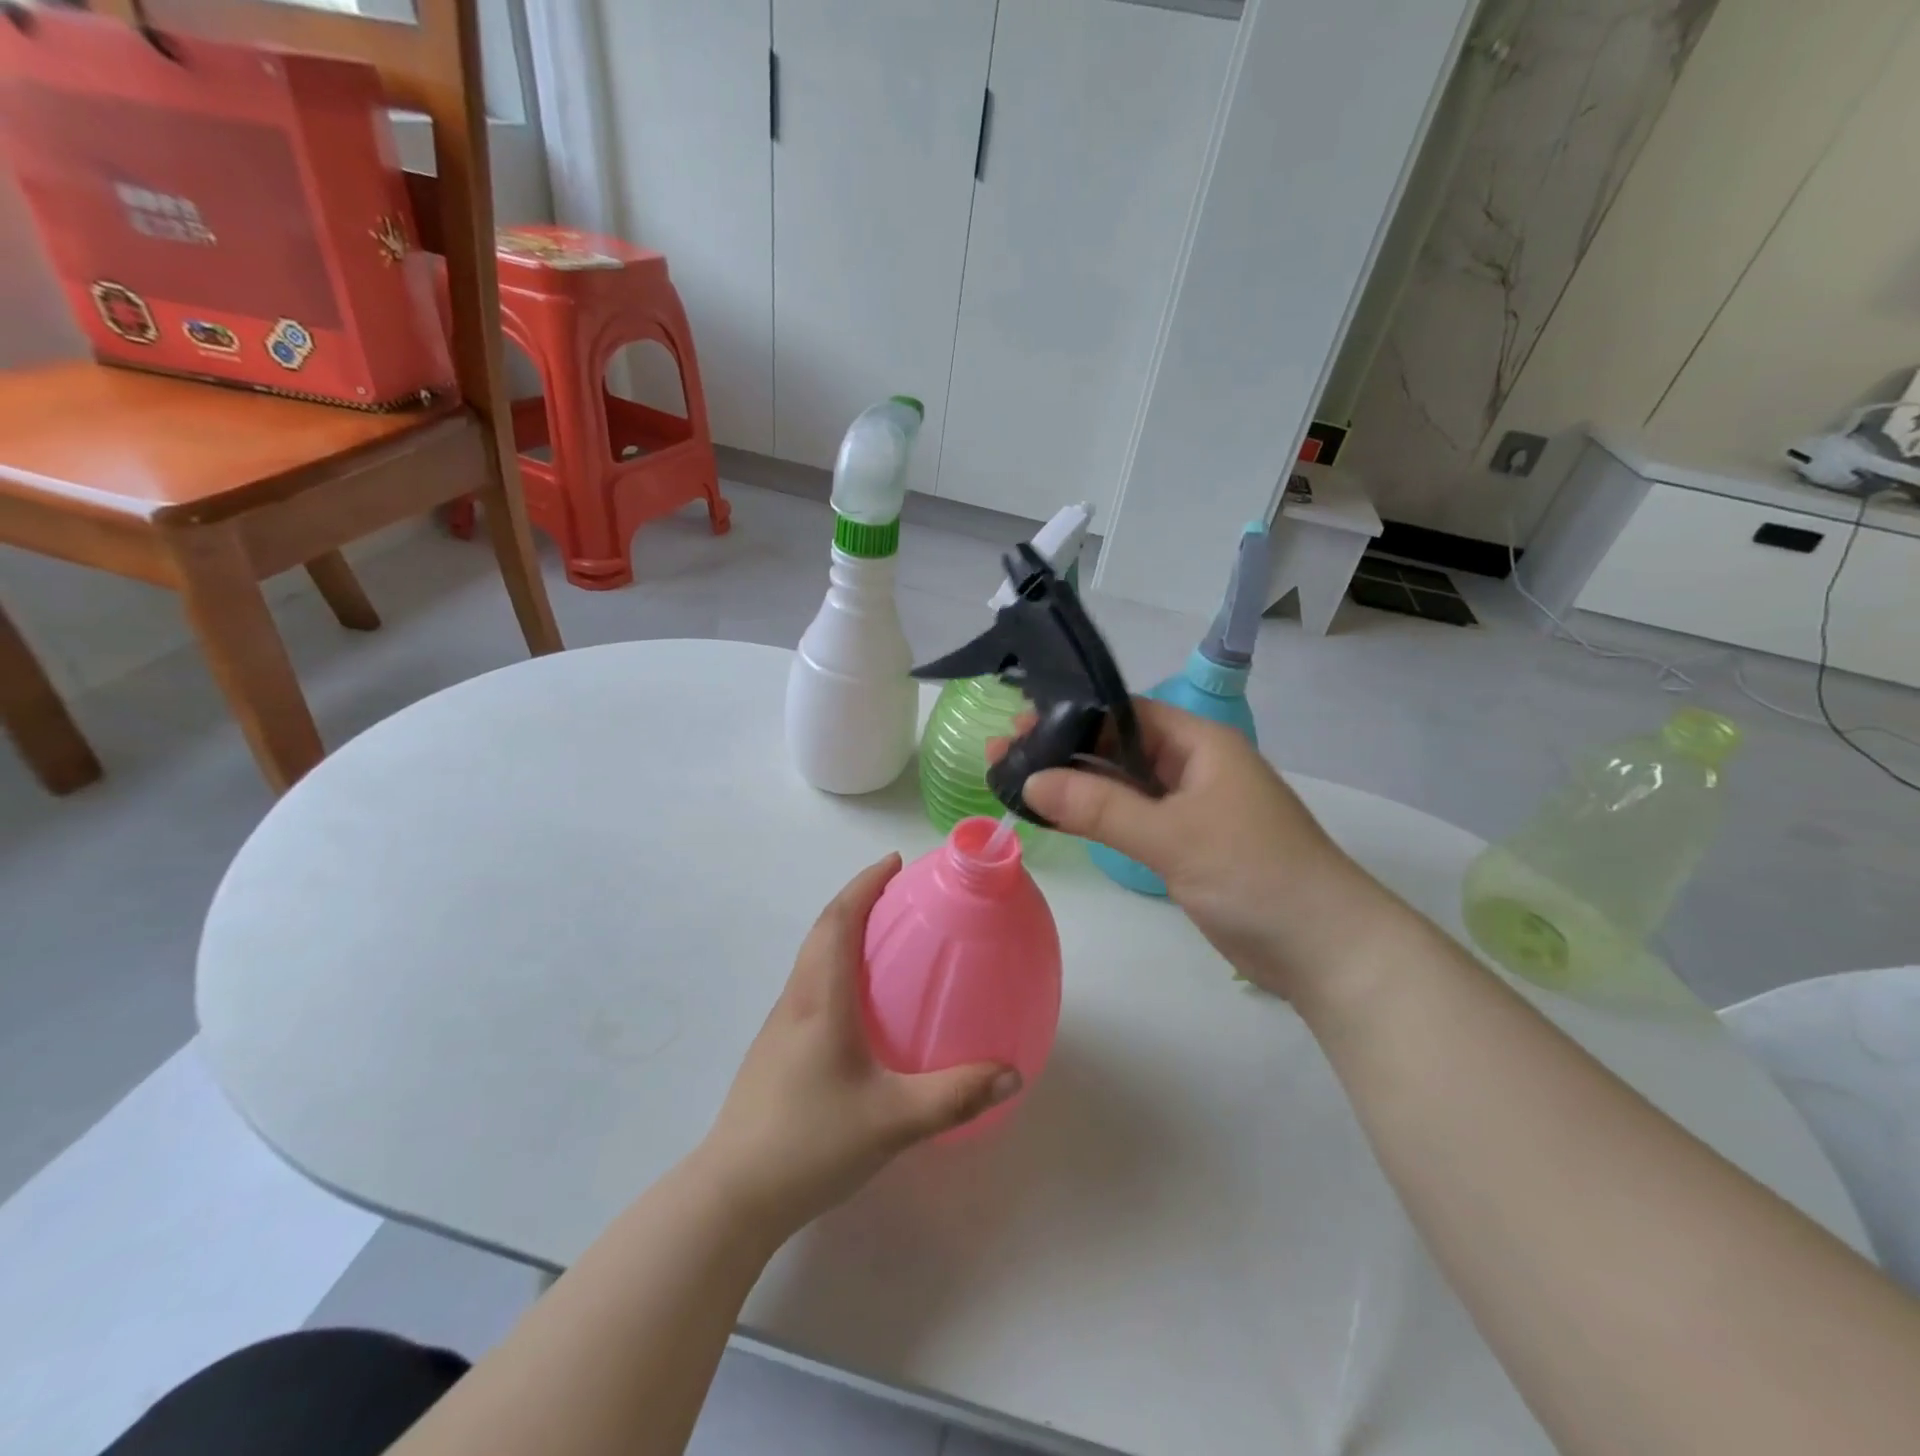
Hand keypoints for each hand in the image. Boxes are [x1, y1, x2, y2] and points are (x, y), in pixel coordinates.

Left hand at [694, 856, 1021, 1240]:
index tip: (894, 862)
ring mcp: (780, 1026)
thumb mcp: (892, 1120)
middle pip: (822, 930)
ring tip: (884, 936)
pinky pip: (810, 986)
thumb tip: (1012, 1073)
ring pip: (812, 958)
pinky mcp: (775, 1051)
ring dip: (843, 931)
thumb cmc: (809, 1143)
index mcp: (820, 999)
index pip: (839, 921)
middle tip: (897, 892)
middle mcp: (796, 1001)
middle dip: (857, 899)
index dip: (865, 885)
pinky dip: (835, 966)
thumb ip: (954, 1096)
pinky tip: (860, 1003)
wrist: (732, 1195)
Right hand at [1022, 700, 1391, 1000]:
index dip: (1073, 714)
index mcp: (1200, 743)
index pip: (1126, 712)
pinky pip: (1131, 819)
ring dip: (1074, 785)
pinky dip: (1095, 817)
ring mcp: (1189, 808)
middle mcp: (1193, 767)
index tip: (1020, 724)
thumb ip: (1100, 807)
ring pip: (1121, 786)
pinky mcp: (1185, 845)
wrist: (1324, 948)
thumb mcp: (1173, 835)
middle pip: (1118, 747)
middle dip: (1064, 750)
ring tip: (1014, 780)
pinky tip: (1055, 816)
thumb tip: (1031, 780)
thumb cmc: (1255, 873)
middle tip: (1003, 753)